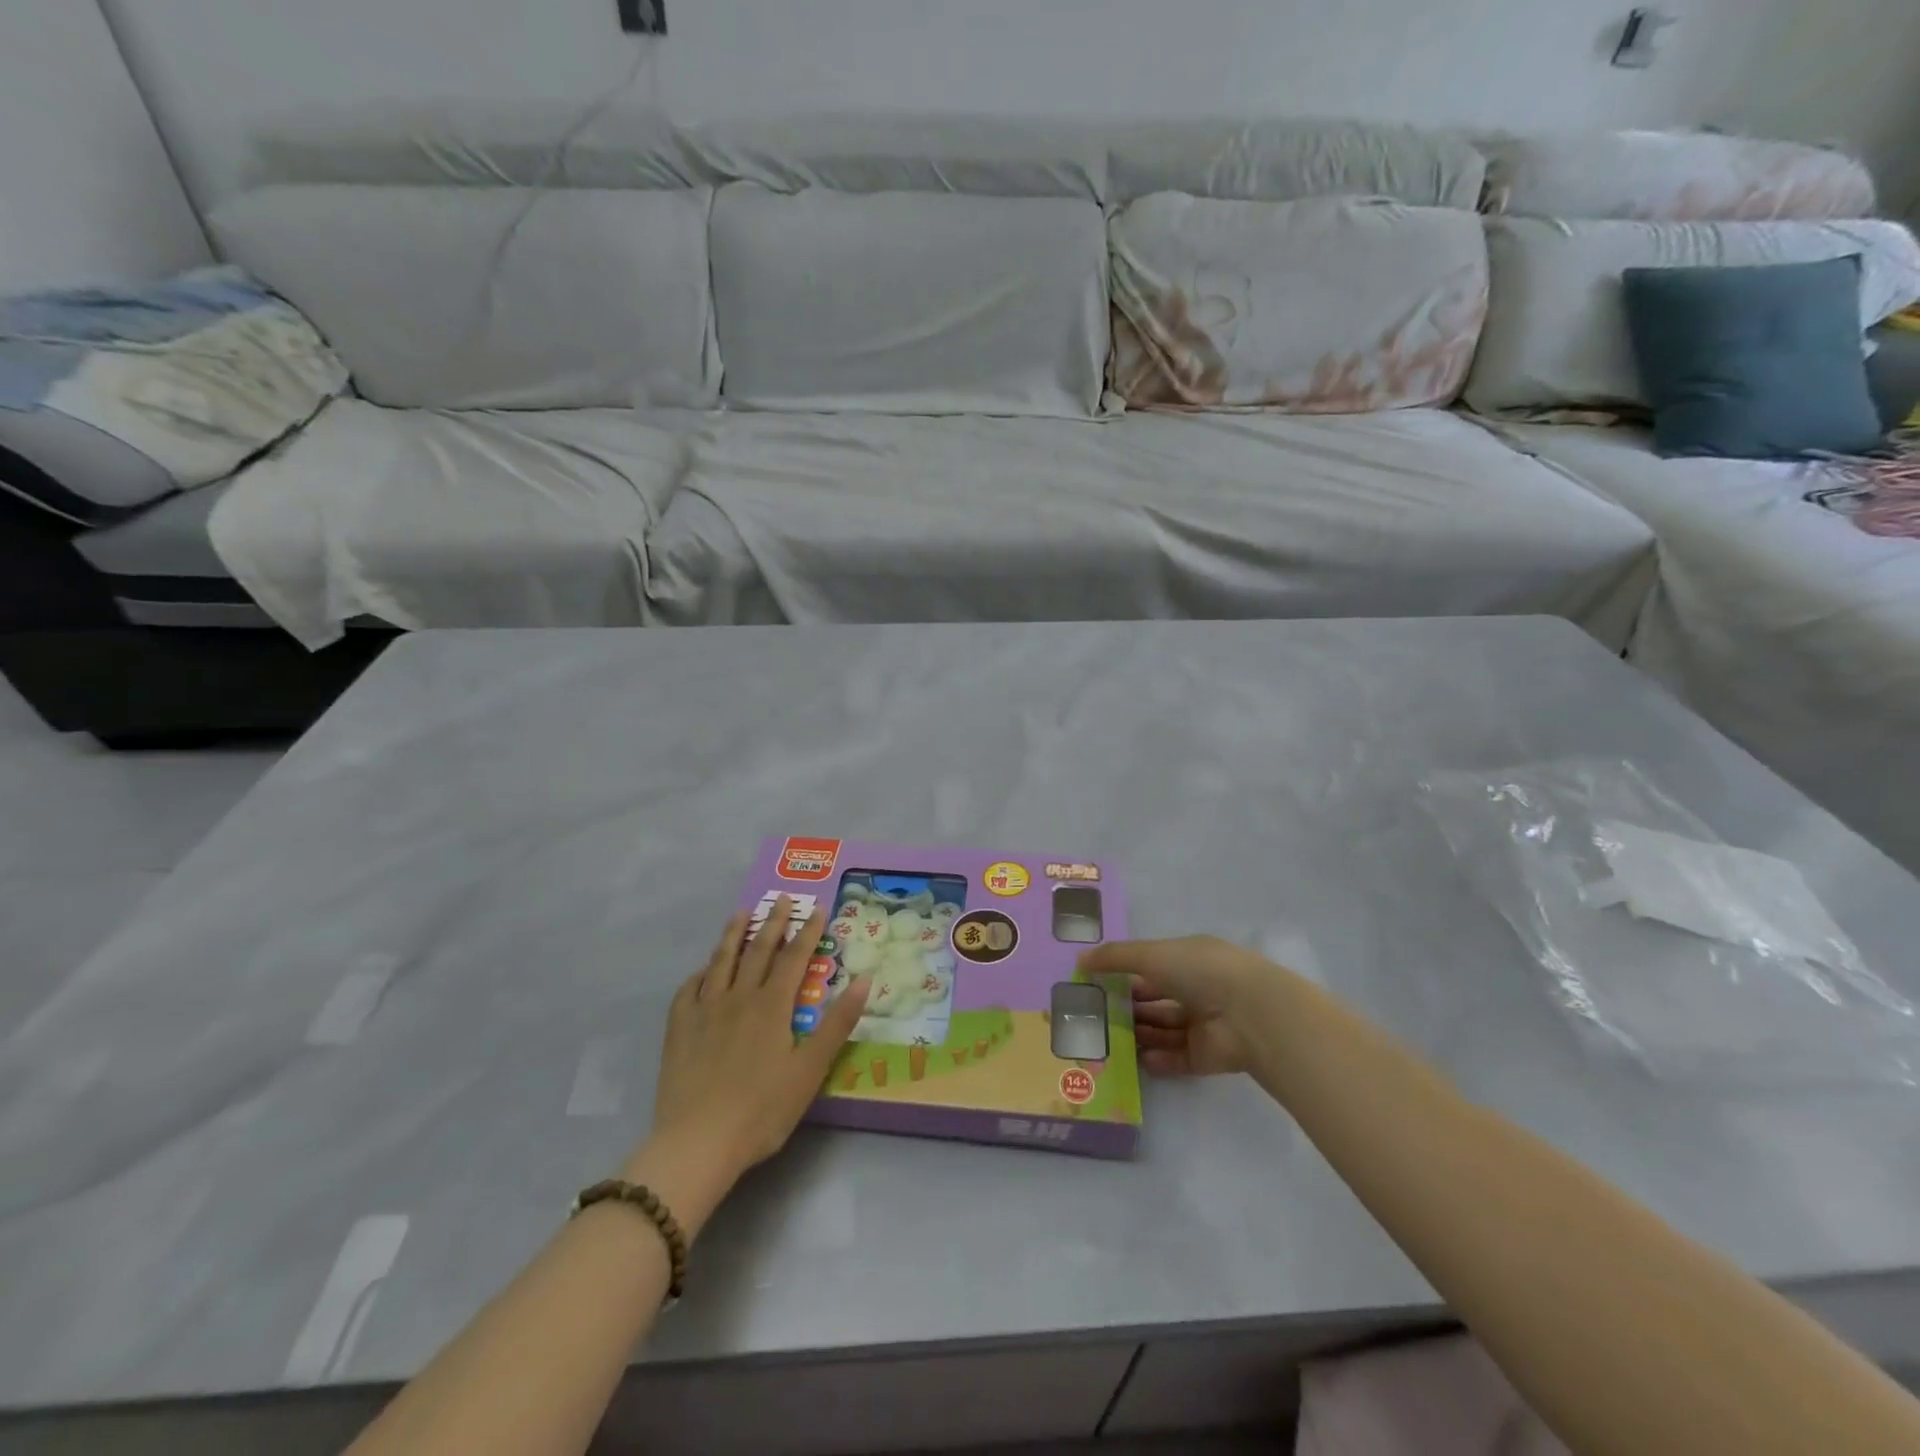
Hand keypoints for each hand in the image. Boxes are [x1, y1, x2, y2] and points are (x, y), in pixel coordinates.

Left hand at [630, 898, 869, 1234]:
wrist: (698, 1143)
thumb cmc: (762, 1110)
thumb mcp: (810, 1070)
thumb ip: (837, 1024)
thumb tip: (863, 980)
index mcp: (772, 1006)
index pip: (794, 958)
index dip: (807, 932)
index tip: (817, 909)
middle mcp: (738, 998)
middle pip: (758, 951)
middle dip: (773, 922)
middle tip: (781, 898)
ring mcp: (704, 1011)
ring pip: (721, 962)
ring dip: (733, 936)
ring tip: (740, 914)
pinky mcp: (679, 1030)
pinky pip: (688, 990)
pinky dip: (699, 974)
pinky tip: (702, 971)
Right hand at [1081, 936, 1278, 1077]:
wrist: (1249, 1014)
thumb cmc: (1199, 971)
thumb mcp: (1151, 955)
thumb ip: (1115, 958)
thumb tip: (1080, 961)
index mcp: (1188, 960)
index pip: (1151, 966)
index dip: (1124, 973)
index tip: (1094, 982)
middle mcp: (1197, 990)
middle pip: (1155, 1000)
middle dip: (1127, 1006)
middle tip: (1093, 1016)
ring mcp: (1203, 1025)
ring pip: (1162, 1029)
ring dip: (1138, 1033)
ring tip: (1105, 1040)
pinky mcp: (1206, 1056)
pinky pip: (1175, 1058)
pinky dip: (1156, 1059)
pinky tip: (1134, 1060)